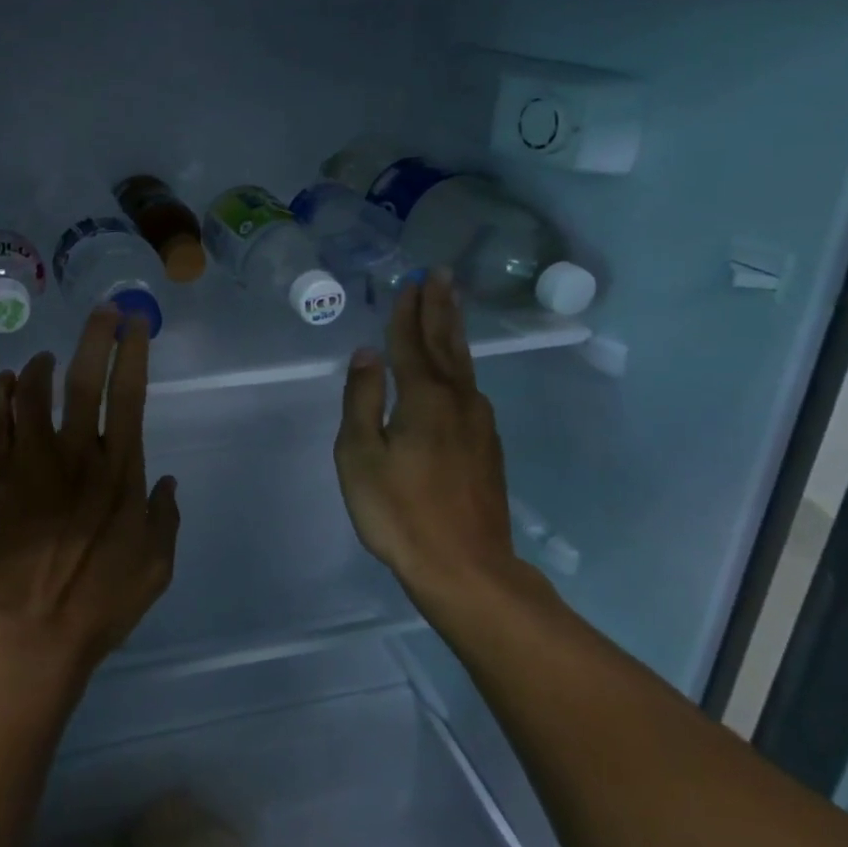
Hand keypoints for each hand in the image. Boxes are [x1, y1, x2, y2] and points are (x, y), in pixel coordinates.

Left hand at [0, 308, 180, 679]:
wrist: (31, 636)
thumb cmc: (99, 605)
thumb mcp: (156, 567)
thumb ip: (165, 518)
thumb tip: (168, 481)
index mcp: (120, 472)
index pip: (129, 395)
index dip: (132, 353)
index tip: (134, 325)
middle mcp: (77, 454)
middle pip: (85, 379)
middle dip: (96, 337)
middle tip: (102, 311)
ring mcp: (31, 462)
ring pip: (34, 391)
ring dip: (42, 364)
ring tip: (46, 357)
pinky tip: (5, 384)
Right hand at [335, 270, 519, 610]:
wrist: (467, 570)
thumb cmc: (400, 512)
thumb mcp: (360, 456)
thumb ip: (362, 400)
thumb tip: (367, 354)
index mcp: (424, 398)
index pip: (412, 342)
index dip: (409, 311)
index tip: (412, 281)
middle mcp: (458, 401)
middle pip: (446, 344)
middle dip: (441, 308)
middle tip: (442, 276)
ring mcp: (479, 424)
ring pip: (463, 365)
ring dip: (453, 332)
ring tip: (450, 307)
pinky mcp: (487, 447)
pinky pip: (470, 388)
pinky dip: (460, 364)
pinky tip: (458, 369)